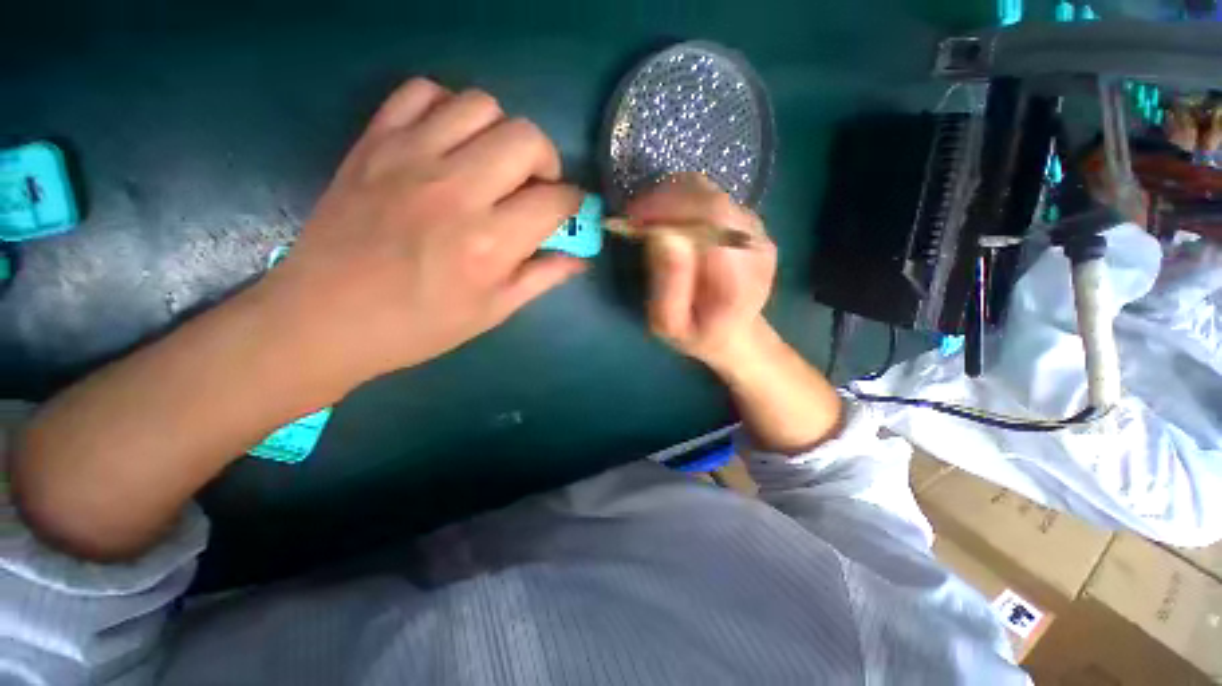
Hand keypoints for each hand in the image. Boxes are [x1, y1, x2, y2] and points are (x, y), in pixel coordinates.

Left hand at [262, 79, 584, 391]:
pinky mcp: (375, 142)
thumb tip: (580, 259)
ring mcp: (411, 157)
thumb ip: (542, 278)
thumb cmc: (420, 325)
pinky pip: (422, 92)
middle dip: (547, 161)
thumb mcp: (493, 311)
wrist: (326, 316)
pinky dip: (446, 108)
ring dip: (501, 132)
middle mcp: (457, 190)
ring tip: (493, 164)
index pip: (556, 200)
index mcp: (490, 242)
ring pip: (481, 105)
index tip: (571, 211)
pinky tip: (448, 142)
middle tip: (535, 186)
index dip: (575, 203)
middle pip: (527, 138)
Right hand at [628, 173, 776, 371]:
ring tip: (647, 220)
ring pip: (709, 192)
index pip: (711, 217)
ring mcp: (756, 231)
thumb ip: (668, 285)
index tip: (633, 218)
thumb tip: (660, 234)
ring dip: (671, 198)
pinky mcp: (748, 224)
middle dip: (664, 200)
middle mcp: (755, 245)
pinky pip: (711, 198)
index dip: (668, 208)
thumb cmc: (698, 335)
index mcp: (740, 276)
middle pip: (710, 199)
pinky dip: (682, 201)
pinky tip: (668, 223)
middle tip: (634, 218)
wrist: (735, 334)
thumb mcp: (670, 324)